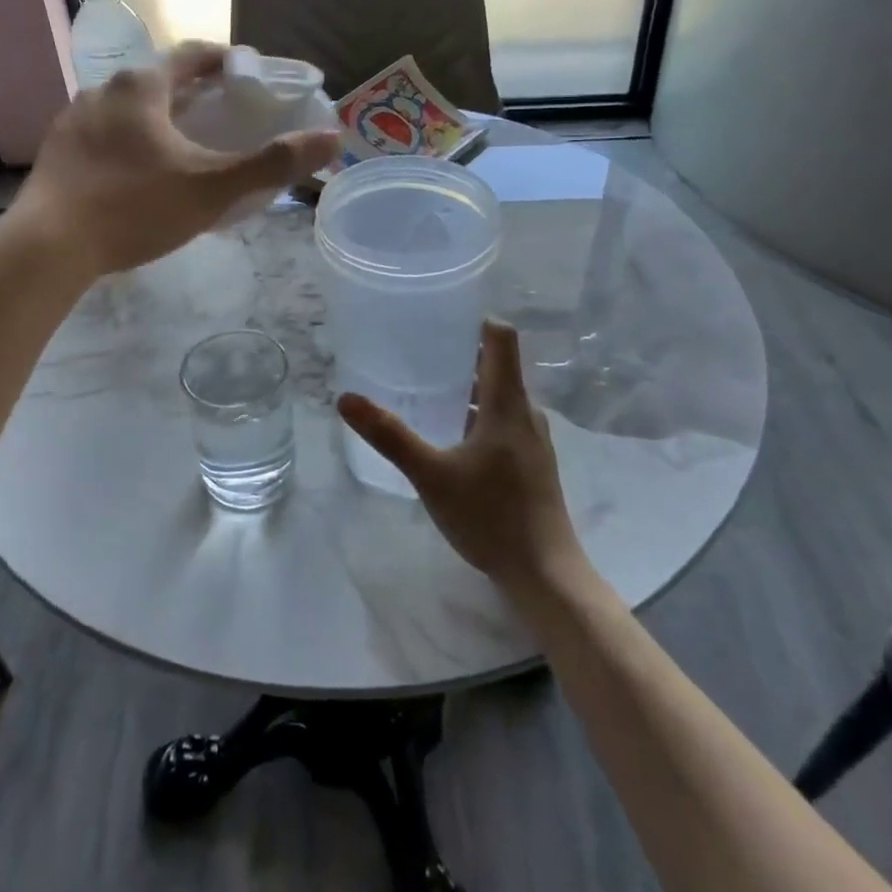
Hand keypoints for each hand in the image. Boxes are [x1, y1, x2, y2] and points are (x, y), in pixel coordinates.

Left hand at [16, 42, 338, 277]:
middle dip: (196, 94)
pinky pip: (105, 134)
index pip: (193, 56)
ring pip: (130, 109)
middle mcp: (104, 91)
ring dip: (161, 118)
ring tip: (185, 148)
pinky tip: (139, 175)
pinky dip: (131, 142)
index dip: (226, 62)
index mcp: (142, 87)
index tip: (250, 77)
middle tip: (226, 117)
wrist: (47, 248)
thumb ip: (272, 163)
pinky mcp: (57, 151)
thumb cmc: (134, 208)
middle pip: (161, 81)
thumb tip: (333, 138)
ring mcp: (74, 120)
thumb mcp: (212, 188)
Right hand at [339, 322, 587, 595]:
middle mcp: (526, 413)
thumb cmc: (491, 516)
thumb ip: (390, 435)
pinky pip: (504, 420)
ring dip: (468, 385)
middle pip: (498, 364)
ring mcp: (533, 439)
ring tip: (427, 386)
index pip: (502, 337)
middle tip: (418, 348)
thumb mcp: (431, 475)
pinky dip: (477, 412)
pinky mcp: (532, 463)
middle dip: (461, 351)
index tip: (440, 315)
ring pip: (500, 395)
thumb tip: (346, 398)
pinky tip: (450, 433)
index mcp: (508, 403)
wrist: (546, 575)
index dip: (475, 319)